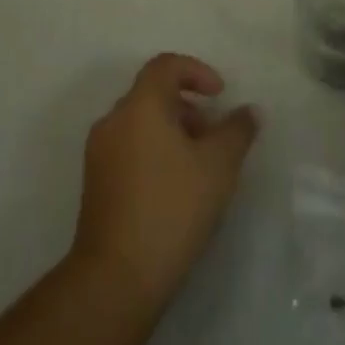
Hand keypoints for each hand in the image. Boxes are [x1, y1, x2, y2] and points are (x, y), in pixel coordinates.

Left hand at [71, 53, 259, 310]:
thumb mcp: (218, 166)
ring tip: (199, 165)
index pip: (165, 65)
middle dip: (187, 106)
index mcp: (140, 105)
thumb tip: (249, 111)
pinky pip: (128, 148)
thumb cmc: (172, 208)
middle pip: (152, 94)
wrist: (116, 279)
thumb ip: (237, 131)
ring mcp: (99, 153)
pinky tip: (175, 187)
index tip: (219, 95)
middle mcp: (114, 120)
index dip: (196, 71)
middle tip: (214, 134)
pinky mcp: (95, 185)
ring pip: (140, 123)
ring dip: (172, 131)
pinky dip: (154, 151)